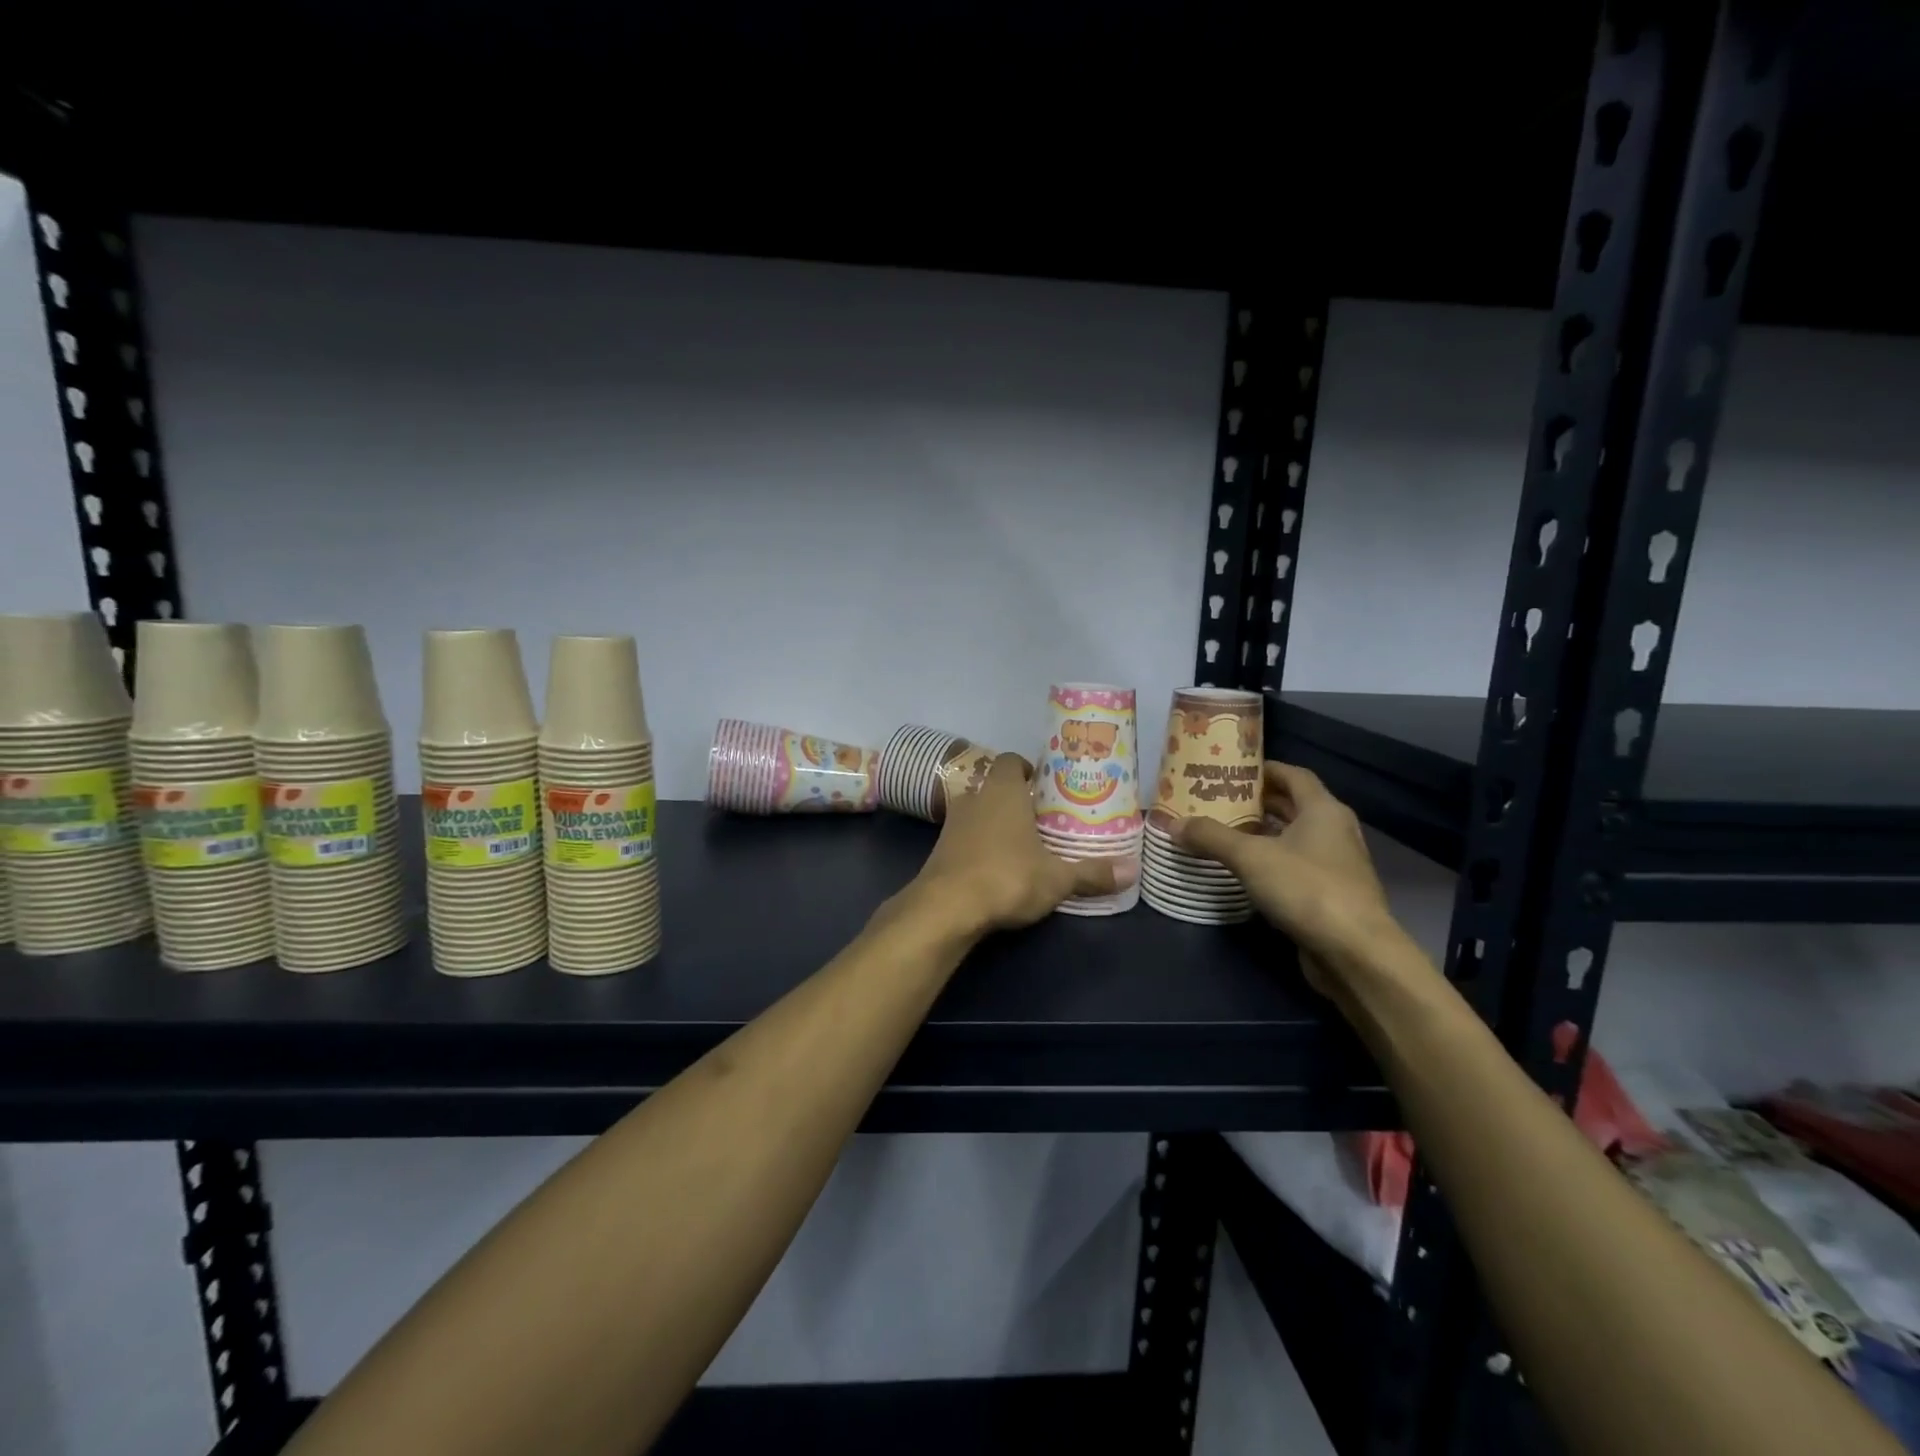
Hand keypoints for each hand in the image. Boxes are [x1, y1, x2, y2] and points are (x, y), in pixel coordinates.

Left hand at [907, 754, 1123, 932]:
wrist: (945, 908)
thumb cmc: (1007, 878)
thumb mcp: (1056, 879)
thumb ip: (1091, 873)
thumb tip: (1132, 871)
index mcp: (1003, 791)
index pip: (1011, 761)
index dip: (1028, 770)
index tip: (1046, 788)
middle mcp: (974, 798)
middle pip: (996, 786)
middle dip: (1017, 800)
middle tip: (1043, 820)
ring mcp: (951, 823)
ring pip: (978, 811)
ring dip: (996, 823)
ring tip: (1022, 845)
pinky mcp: (939, 849)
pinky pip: (964, 836)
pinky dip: (979, 845)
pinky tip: (996, 867)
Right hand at [1175, 762, 1396, 992]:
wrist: (1354, 952)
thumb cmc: (1306, 889)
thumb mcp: (1250, 857)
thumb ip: (1211, 837)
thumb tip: (1174, 824)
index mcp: (1323, 810)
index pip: (1294, 775)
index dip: (1264, 770)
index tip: (1231, 771)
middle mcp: (1335, 831)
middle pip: (1294, 805)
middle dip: (1258, 802)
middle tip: (1219, 801)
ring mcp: (1337, 864)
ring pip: (1295, 837)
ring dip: (1264, 833)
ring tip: (1225, 831)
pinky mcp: (1332, 894)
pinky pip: (1297, 865)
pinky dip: (1273, 861)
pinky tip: (1246, 870)